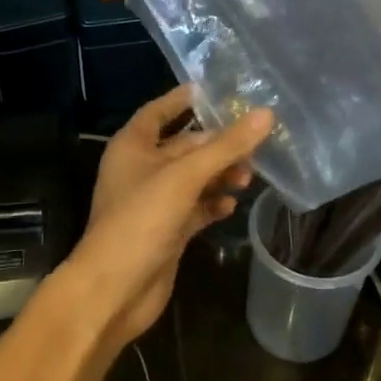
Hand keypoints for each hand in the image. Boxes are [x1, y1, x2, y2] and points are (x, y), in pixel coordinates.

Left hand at [63, 85, 272, 344]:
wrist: (114, 291)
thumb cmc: (141, 221)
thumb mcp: (184, 177)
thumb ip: (226, 147)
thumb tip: (266, 115)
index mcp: (133, 147)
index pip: (159, 111)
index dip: (183, 100)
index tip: (215, 90)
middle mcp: (142, 170)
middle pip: (185, 146)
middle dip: (217, 145)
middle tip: (254, 144)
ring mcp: (154, 202)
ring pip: (194, 178)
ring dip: (220, 175)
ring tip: (249, 177)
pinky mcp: (167, 230)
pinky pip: (196, 207)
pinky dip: (213, 203)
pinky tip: (232, 204)